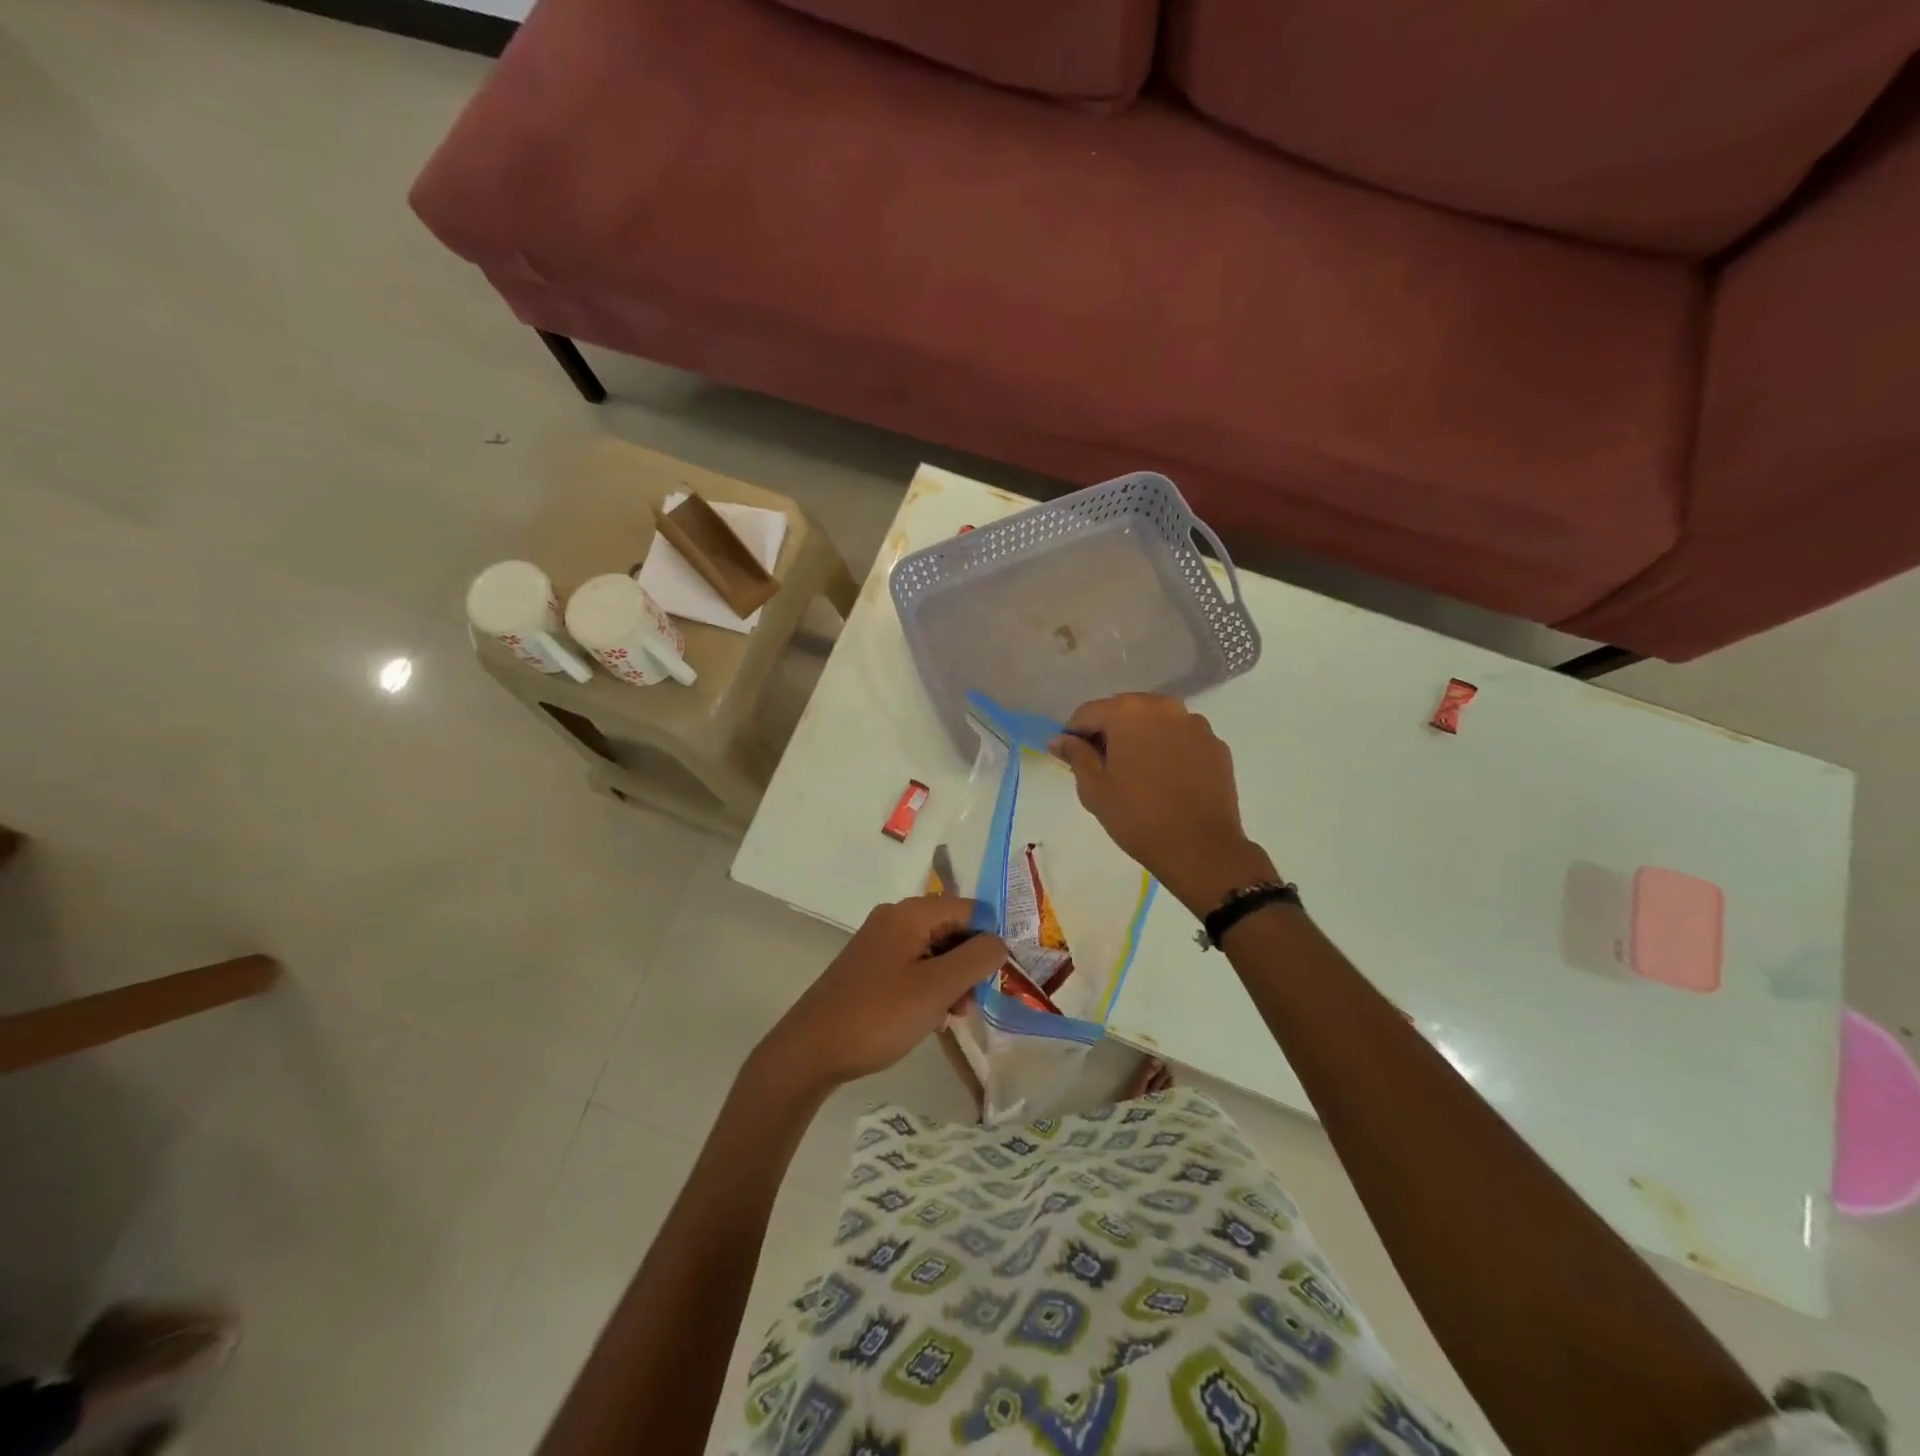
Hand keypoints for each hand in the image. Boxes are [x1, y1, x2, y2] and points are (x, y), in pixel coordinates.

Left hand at [754, 897, 1007, 1094]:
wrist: (811, 1050)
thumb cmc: (879, 1015)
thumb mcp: (937, 988)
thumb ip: (976, 959)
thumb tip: (999, 942)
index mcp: (910, 913)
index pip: (969, 909)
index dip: (988, 940)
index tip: (996, 978)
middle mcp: (894, 919)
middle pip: (951, 929)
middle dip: (968, 965)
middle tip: (971, 1004)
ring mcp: (880, 944)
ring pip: (934, 952)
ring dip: (951, 981)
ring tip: (951, 1017)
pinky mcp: (871, 968)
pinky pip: (914, 968)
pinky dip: (929, 989)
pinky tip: (930, 1019)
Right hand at [1050, 693, 1276, 914]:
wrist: (1201, 848)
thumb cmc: (1138, 817)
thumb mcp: (1094, 789)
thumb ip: (1076, 756)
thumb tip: (1060, 740)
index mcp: (1128, 712)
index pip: (1087, 713)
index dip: (1074, 735)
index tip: (1072, 760)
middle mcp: (1163, 707)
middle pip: (1123, 711)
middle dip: (1109, 733)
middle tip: (1104, 768)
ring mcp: (1195, 724)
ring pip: (1155, 723)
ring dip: (1140, 739)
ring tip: (1138, 774)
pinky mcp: (1216, 744)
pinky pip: (1181, 738)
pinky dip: (1168, 749)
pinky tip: (1166, 779)